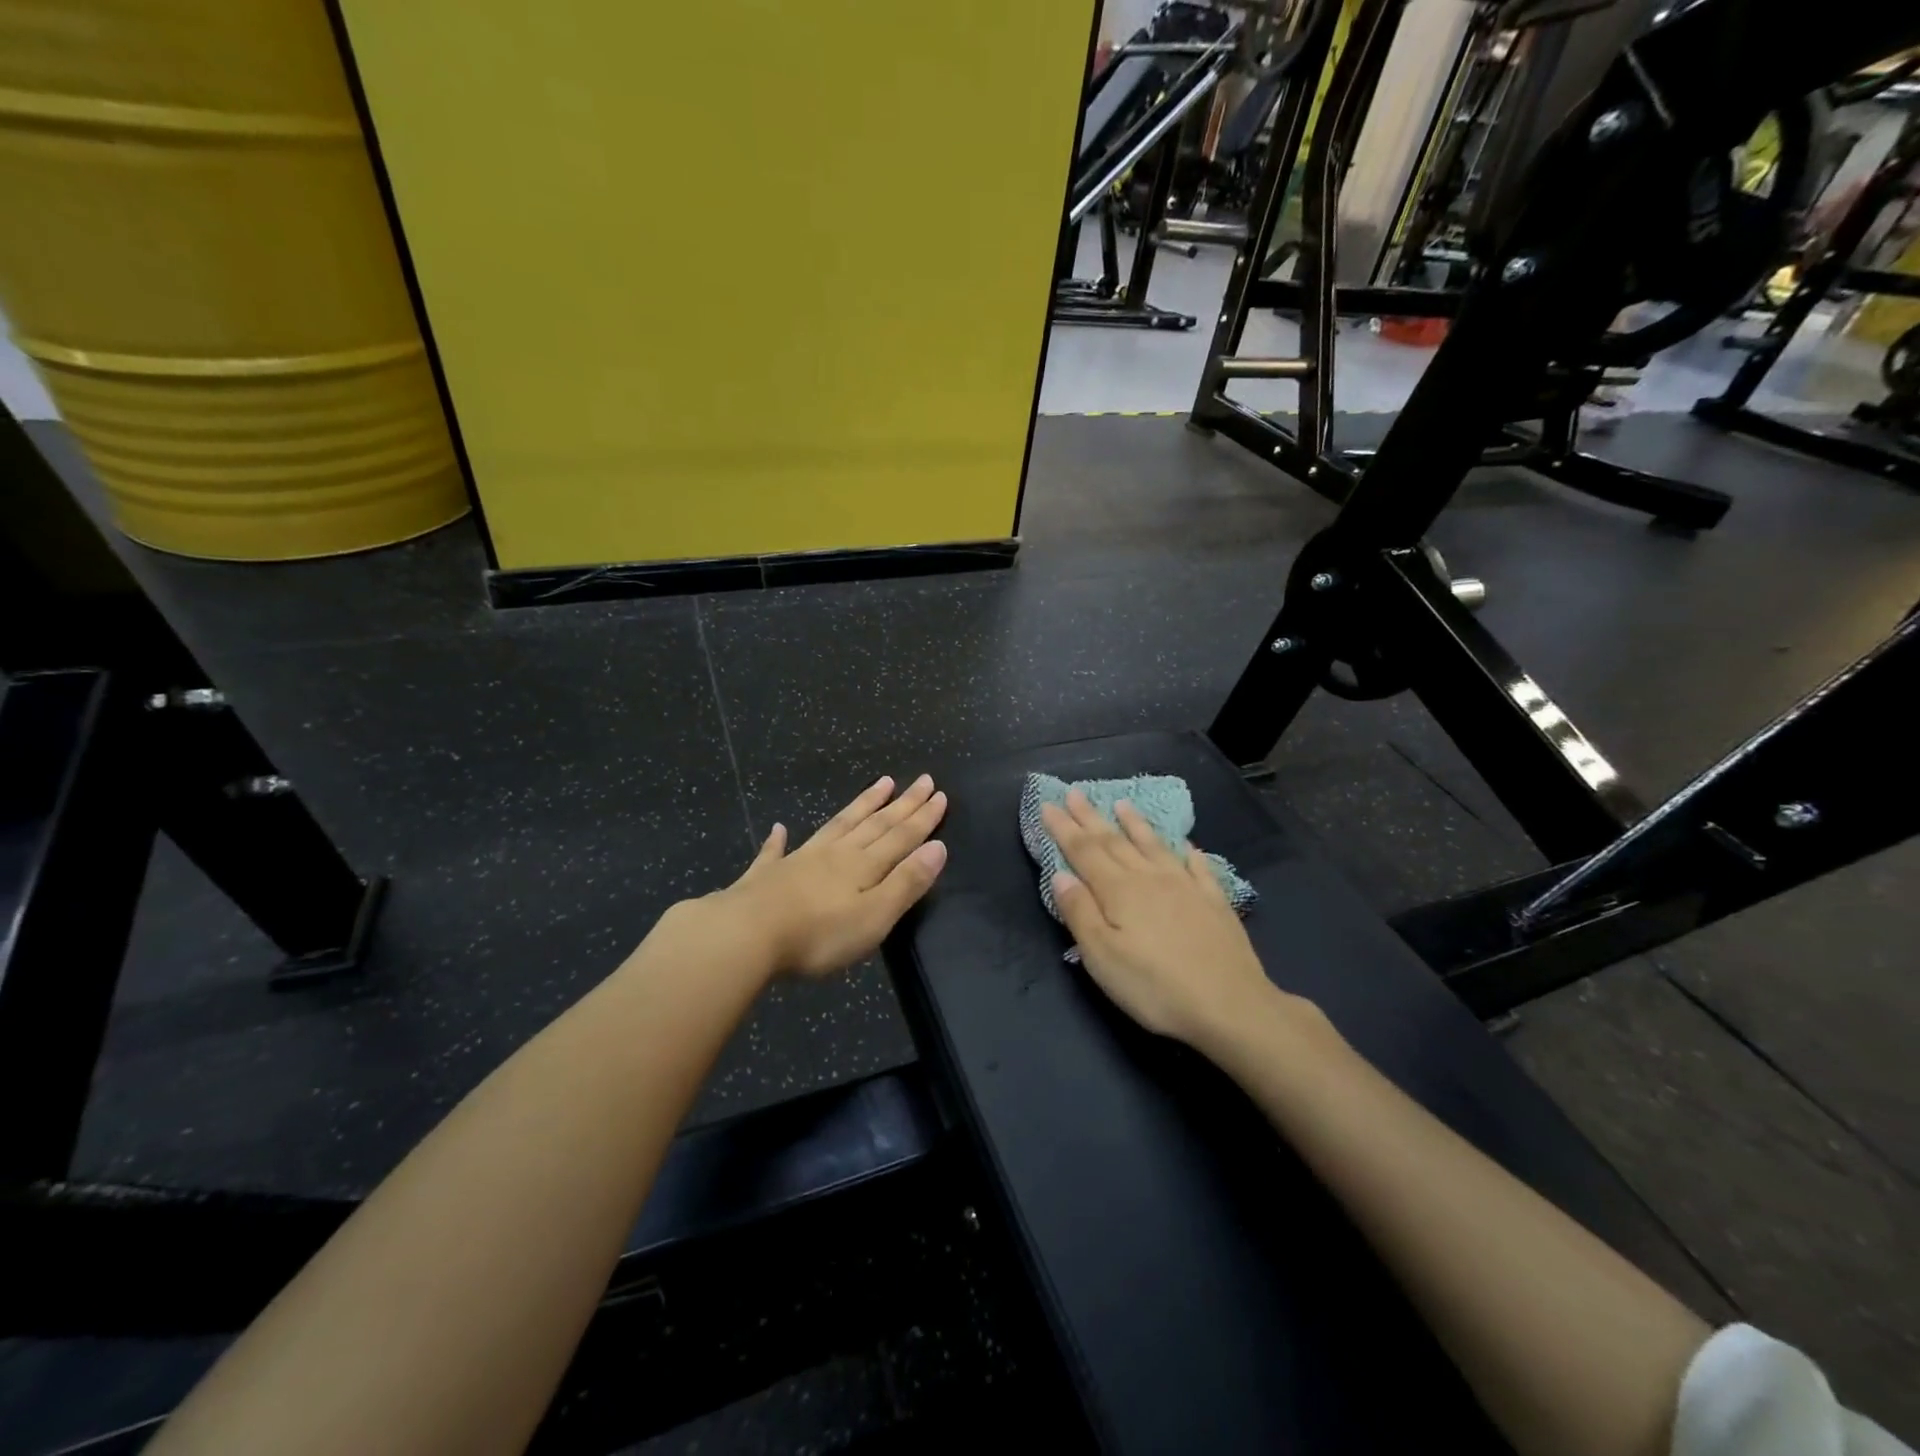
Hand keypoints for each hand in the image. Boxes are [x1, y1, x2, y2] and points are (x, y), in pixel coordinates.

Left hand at [716, 774, 948, 976]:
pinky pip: (775, 852)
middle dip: (902, 803)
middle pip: (875, 823)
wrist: (746, 934)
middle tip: (922, 780)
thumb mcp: (874, 915)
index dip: (922, 817)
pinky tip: (779, 829)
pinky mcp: (766, 876)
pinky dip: (779, 840)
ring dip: (861, 805)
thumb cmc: (819, 934)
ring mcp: (799, 861)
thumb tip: (937, 847)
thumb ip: (906, 882)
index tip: (939, 794)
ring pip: (837, 826)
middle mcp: (835, 854)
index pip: (901, 835)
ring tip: (880, 784)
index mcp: (863, 865)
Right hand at [1041, 789, 1276, 1049]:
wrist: (1231, 1005)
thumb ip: (1079, 912)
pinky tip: (1186, 846)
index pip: (1083, 851)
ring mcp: (1186, 886)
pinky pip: (1198, 867)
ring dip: (1135, 824)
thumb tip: (1060, 874)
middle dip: (1091, 817)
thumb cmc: (1155, 987)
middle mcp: (1150, 878)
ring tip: (1122, 804)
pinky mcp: (1214, 902)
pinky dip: (1187, 853)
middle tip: (1075, 792)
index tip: (1048, 803)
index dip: (1063, 827)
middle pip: (1114, 841)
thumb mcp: (1102, 957)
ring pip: (1154, 846)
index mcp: (1119, 891)